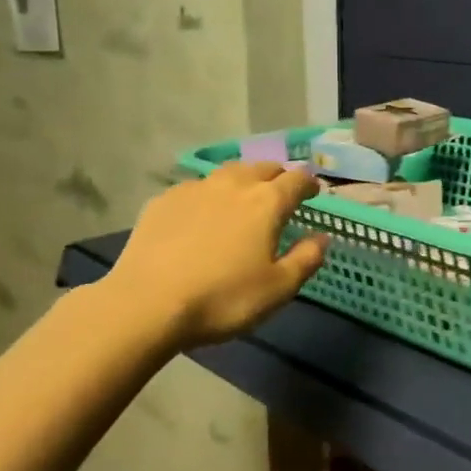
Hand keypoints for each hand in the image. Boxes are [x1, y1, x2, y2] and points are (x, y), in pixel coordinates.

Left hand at [109, 162, 328, 347]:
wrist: (147, 303)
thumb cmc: (223, 299)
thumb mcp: (278, 289)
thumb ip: (306, 259)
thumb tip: (322, 237)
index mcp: (266, 203)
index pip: (296, 179)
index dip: (309, 183)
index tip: (314, 192)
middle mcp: (233, 185)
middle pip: (262, 168)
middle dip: (277, 176)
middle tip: (282, 192)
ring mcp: (195, 189)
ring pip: (228, 172)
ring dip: (243, 179)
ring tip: (243, 196)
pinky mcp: (163, 201)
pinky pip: (195, 188)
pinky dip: (208, 195)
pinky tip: (202, 214)